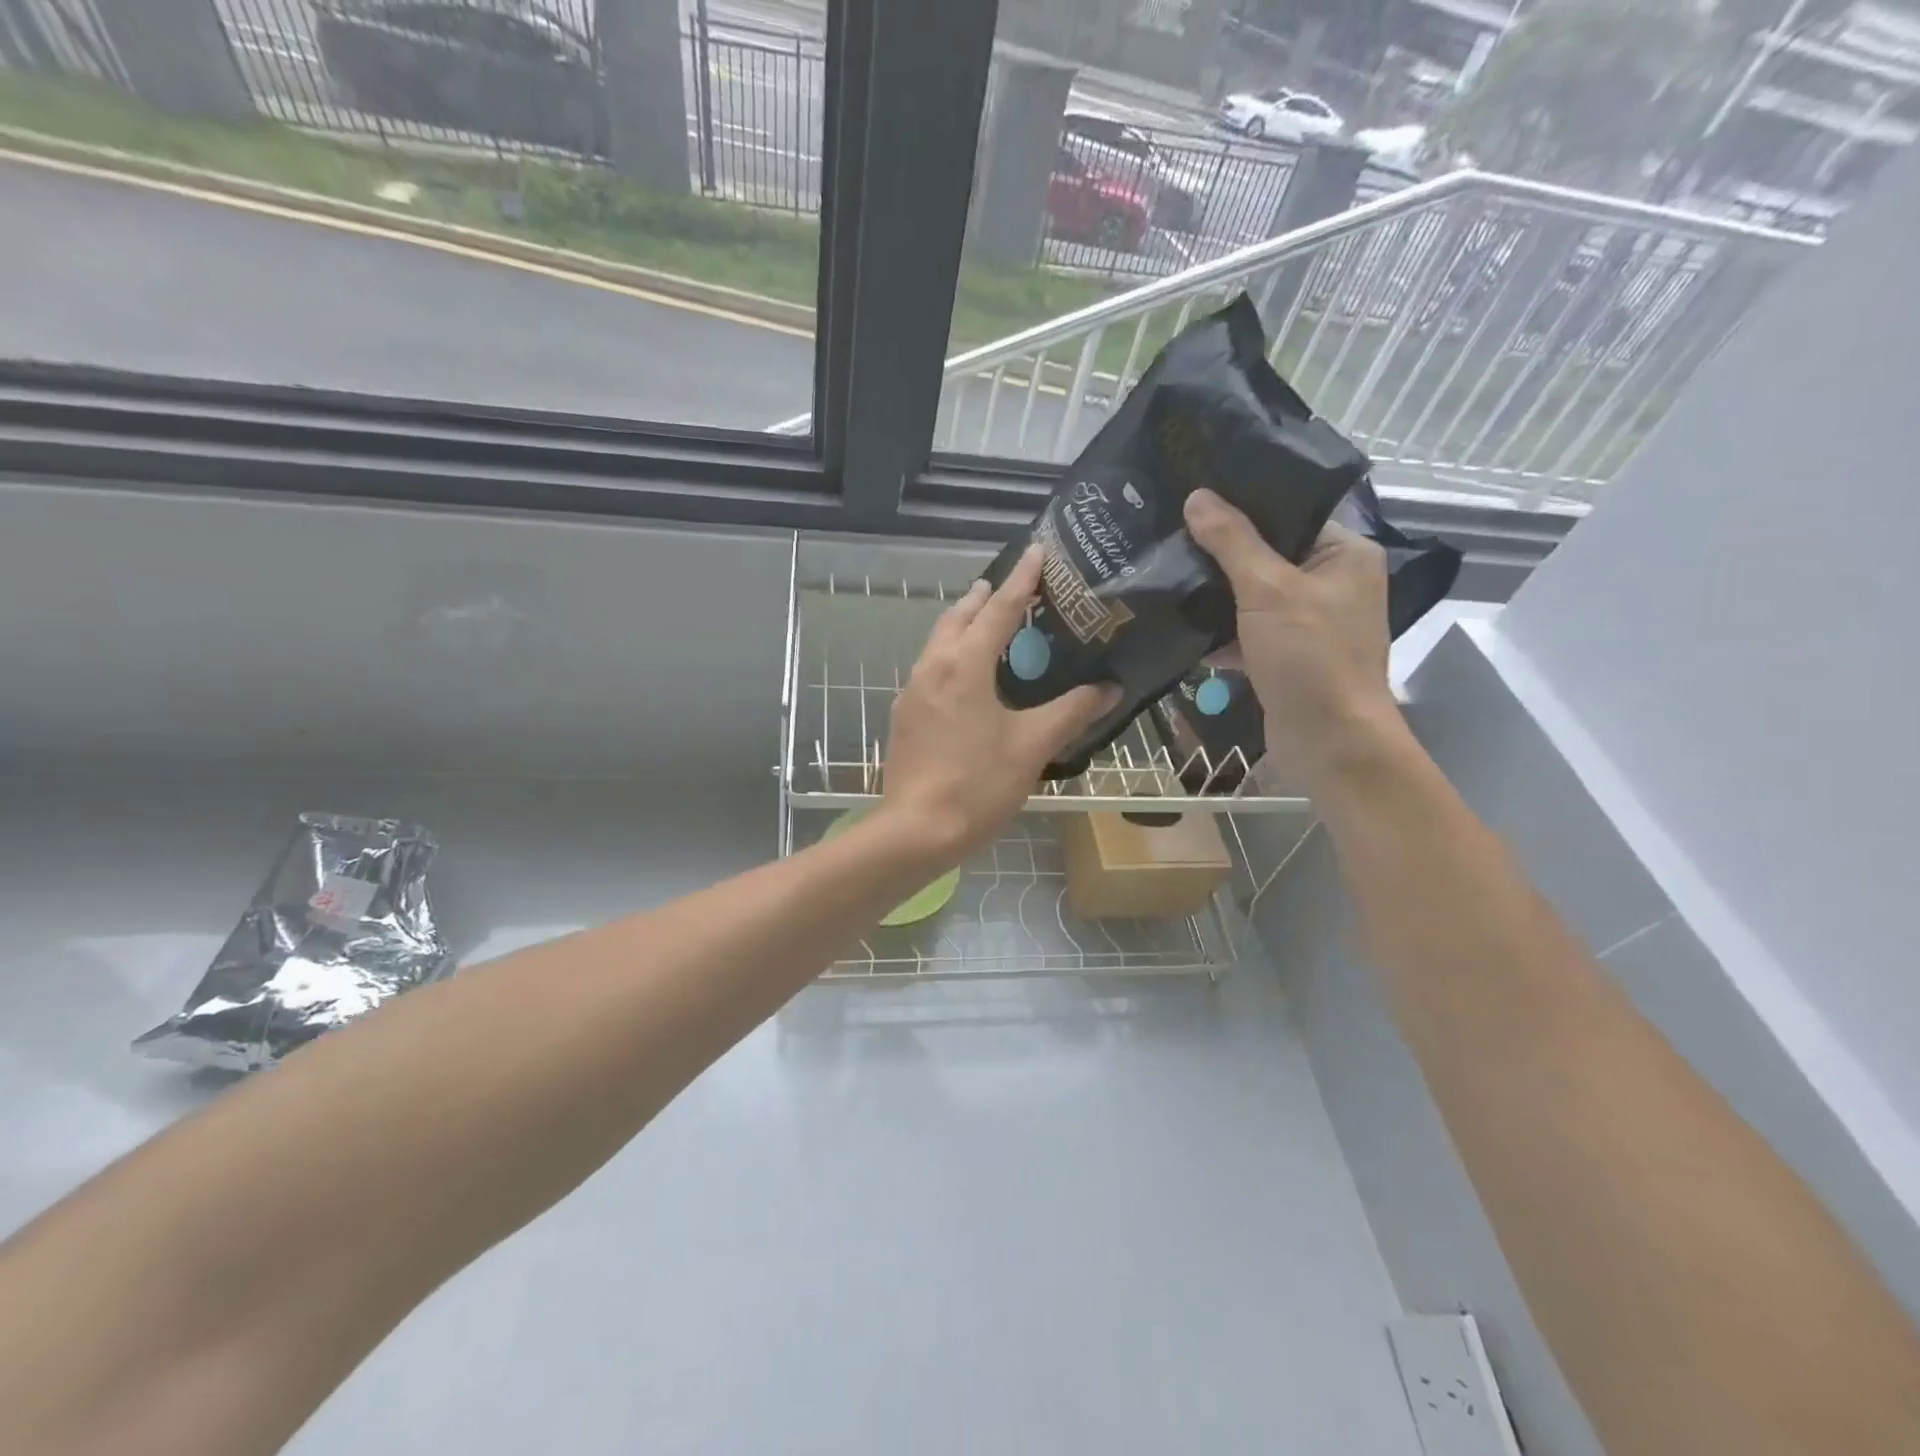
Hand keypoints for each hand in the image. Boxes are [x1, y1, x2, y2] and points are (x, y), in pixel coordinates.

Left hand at [879, 545, 1117, 862]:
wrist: (916, 830)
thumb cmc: (978, 784)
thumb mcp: (1032, 745)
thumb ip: (1071, 711)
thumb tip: (1108, 688)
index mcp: (964, 665)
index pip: (998, 608)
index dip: (1021, 579)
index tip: (1036, 550)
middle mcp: (932, 667)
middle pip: (958, 618)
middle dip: (983, 597)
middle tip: (1009, 586)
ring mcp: (912, 692)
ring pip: (938, 642)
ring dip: (962, 624)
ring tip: (986, 623)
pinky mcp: (904, 716)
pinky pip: (930, 669)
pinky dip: (951, 656)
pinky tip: (966, 677)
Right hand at [1184, 488, 1398, 790]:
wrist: (1329, 743)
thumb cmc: (1310, 657)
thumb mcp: (1268, 590)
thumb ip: (1232, 542)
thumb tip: (1197, 497)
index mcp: (1344, 555)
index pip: (1289, 516)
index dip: (1243, 507)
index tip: (1194, 499)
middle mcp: (1332, 584)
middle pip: (1266, 556)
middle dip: (1220, 555)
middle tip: (1170, 536)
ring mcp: (1309, 624)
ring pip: (1252, 598)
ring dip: (1215, 597)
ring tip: (1167, 576)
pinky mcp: (1288, 658)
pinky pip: (1248, 634)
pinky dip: (1221, 635)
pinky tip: (1182, 630)